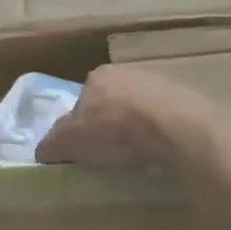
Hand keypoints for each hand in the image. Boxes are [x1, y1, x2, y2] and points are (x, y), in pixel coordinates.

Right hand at [37, 64, 217, 168]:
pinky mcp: (187, 101)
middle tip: (109, 153)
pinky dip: (160, 134)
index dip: (79, 125)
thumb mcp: (70, 141)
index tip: (83, 147)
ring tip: (136, 157)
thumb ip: (52, 144)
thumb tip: (42, 151)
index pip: (81, 100)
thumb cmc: (115, 130)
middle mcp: (128, 72)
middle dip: (109, 124)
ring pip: (140, 109)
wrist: (176, 127)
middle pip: (111, 102)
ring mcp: (161, 84)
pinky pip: (165, 120)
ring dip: (136, 129)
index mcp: (97, 76)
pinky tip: (159, 152)